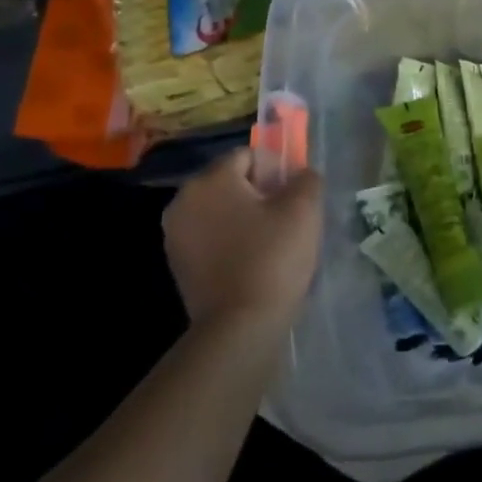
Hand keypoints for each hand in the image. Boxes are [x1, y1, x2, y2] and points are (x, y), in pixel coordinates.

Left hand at [162, 147, 322, 328]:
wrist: (240, 326)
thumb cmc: (273, 257)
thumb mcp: (304, 209)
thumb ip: (306, 179)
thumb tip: (301, 174)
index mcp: (210, 180)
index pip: (249, 155)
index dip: (277, 171)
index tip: (294, 198)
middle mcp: (184, 200)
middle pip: (231, 181)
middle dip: (260, 193)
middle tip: (287, 219)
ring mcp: (175, 234)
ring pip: (221, 210)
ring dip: (245, 218)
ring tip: (272, 242)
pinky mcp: (178, 264)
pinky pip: (211, 236)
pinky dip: (231, 241)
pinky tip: (252, 262)